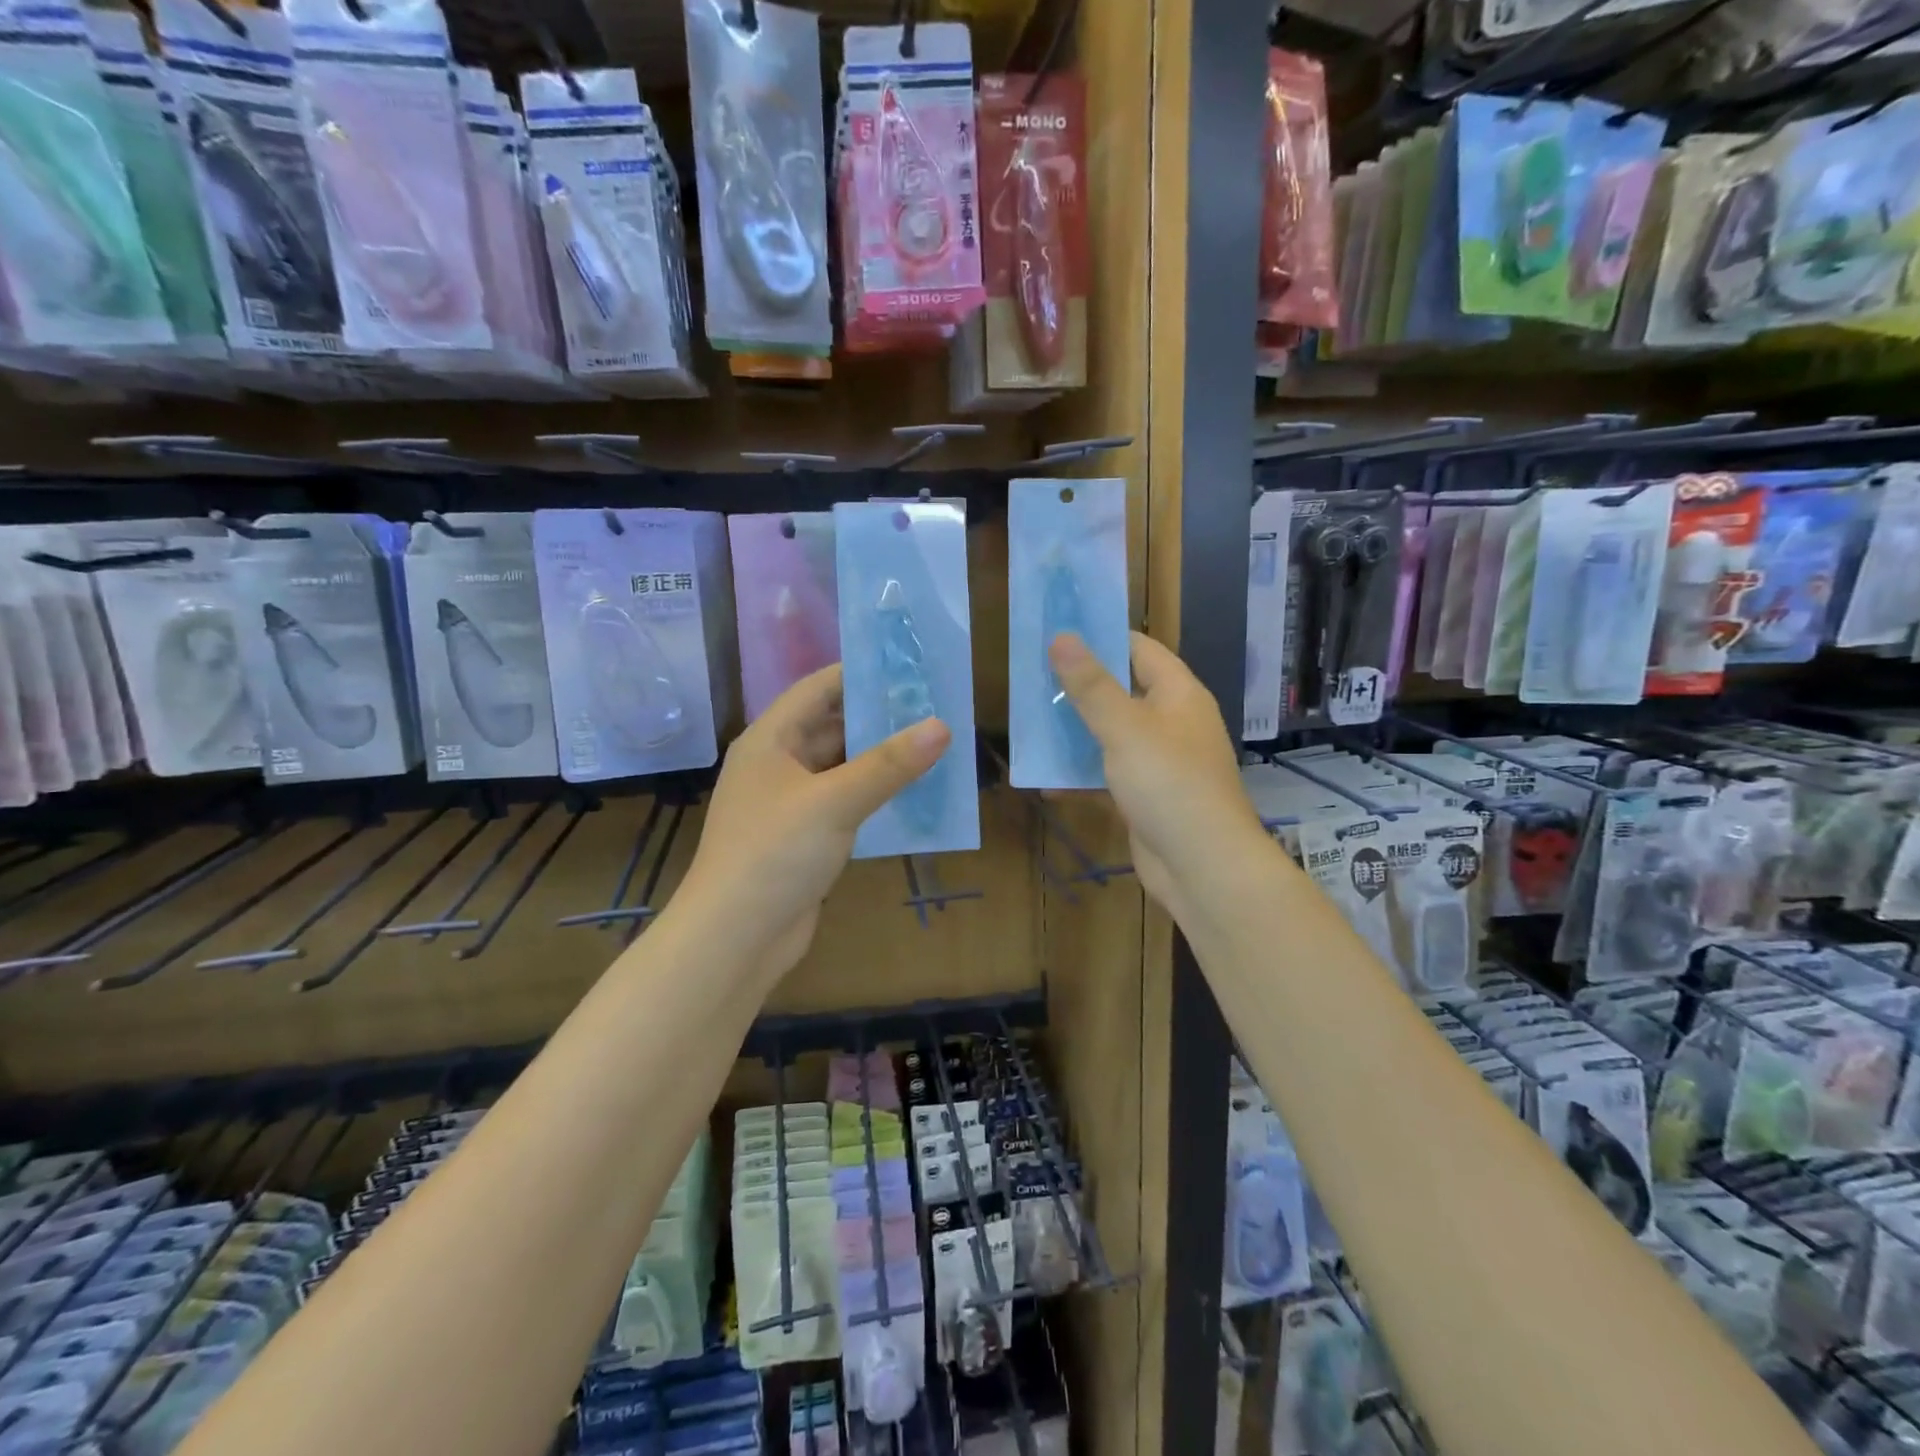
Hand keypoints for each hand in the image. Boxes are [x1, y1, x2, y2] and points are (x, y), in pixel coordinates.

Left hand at [674, 665, 950, 978]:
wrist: (735, 938)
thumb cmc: (775, 854)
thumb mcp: (834, 802)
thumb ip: (889, 764)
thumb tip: (941, 725)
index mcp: (769, 740)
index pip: (817, 689)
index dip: (859, 673)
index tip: (909, 665)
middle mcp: (776, 764)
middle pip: (831, 726)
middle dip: (878, 717)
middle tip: (933, 705)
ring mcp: (789, 802)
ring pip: (840, 766)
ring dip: (879, 758)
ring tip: (932, 743)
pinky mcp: (803, 836)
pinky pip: (844, 801)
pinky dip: (874, 794)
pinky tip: (912, 792)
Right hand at [1049, 632, 1267, 919]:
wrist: (1202, 867)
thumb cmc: (1169, 784)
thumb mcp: (1125, 728)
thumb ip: (1091, 685)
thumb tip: (1062, 636)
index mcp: (1178, 694)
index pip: (1139, 649)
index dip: (1101, 637)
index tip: (1056, 632)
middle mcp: (1171, 722)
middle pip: (1121, 692)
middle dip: (1078, 687)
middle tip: (1031, 678)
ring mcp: (1159, 762)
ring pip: (1110, 736)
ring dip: (1074, 733)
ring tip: (1029, 723)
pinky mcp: (1145, 797)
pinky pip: (1107, 776)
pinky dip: (1080, 776)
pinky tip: (1044, 780)